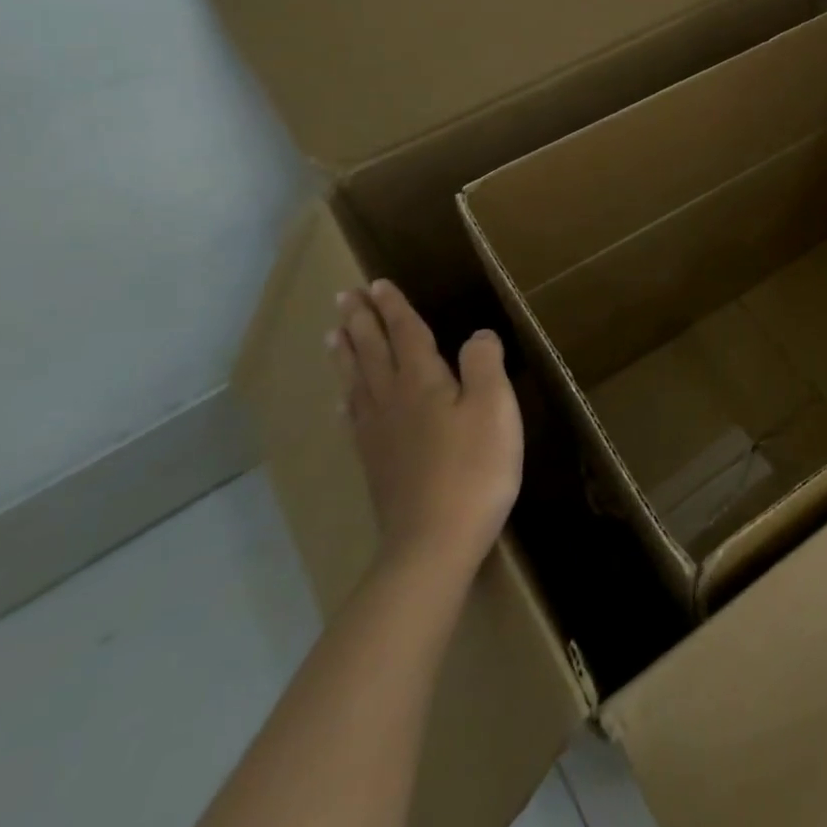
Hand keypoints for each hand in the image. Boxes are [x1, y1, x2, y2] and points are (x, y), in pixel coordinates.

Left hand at [327, 281, 522, 580]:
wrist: (433, 543)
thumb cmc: (474, 469)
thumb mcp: (494, 407)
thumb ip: (484, 363)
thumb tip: (476, 335)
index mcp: (422, 381)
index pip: (405, 333)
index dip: (393, 308)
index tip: (377, 284)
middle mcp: (392, 399)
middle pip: (372, 351)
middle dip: (360, 321)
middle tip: (344, 297)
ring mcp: (377, 433)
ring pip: (356, 380)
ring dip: (346, 352)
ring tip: (333, 333)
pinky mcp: (375, 462)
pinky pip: (354, 416)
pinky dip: (347, 396)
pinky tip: (344, 398)